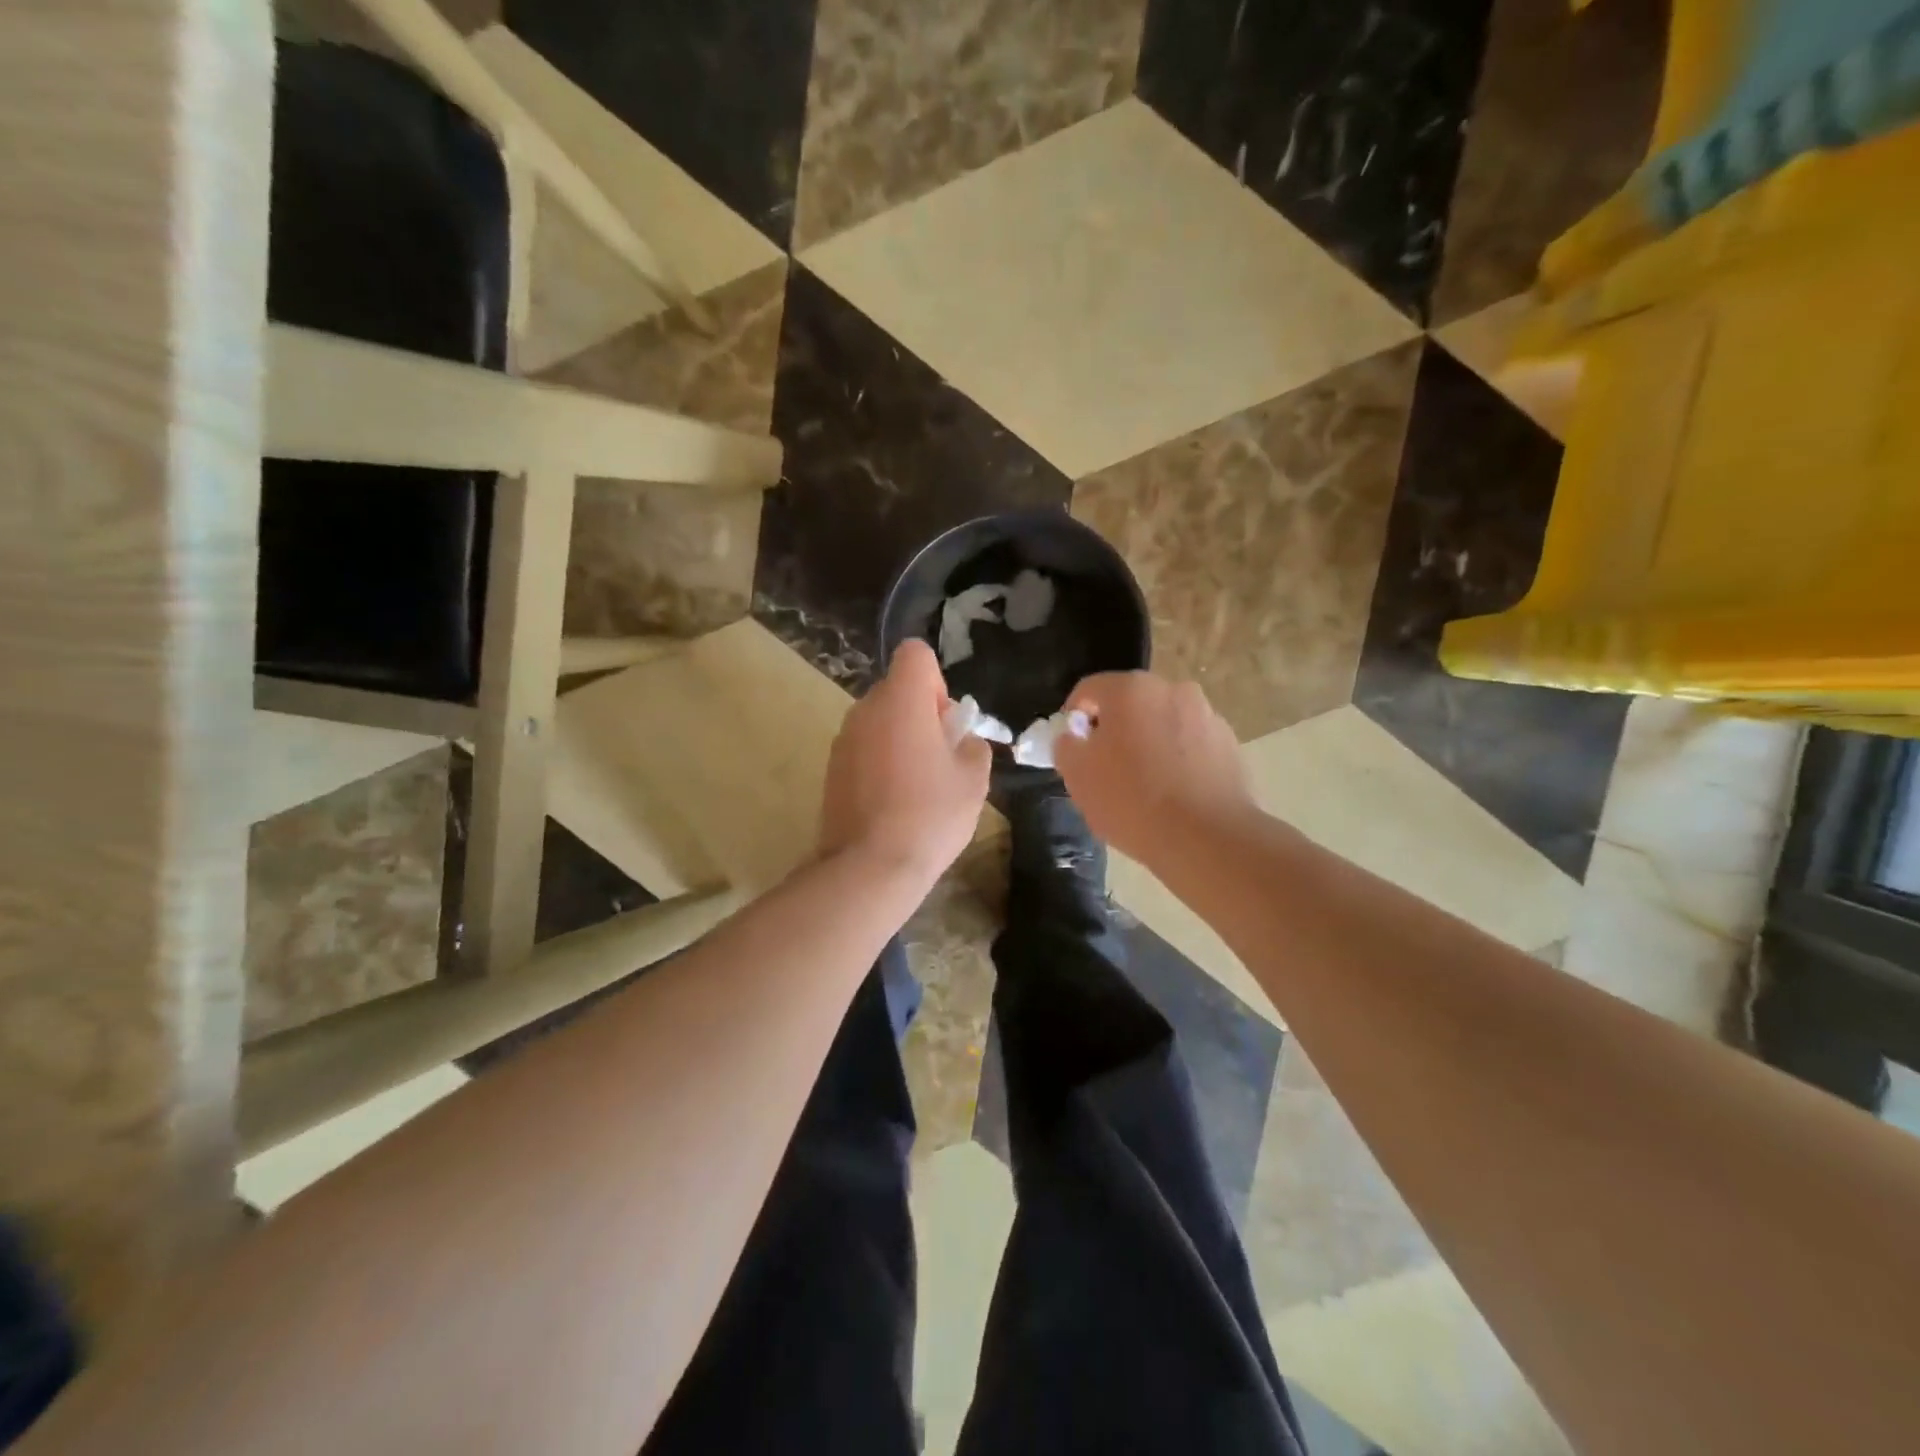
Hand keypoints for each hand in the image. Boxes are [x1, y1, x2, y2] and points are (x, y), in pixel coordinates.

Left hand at [819, 640, 990, 882]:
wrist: (871, 866)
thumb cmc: (931, 814)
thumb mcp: (974, 778)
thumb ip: (973, 745)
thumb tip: (961, 740)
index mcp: (901, 700)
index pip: (915, 654)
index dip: (937, 681)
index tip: (946, 721)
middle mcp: (865, 709)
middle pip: (897, 689)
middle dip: (921, 712)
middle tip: (941, 757)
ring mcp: (843, 739)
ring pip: (879, 720)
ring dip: (900, 737)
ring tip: (918, 784)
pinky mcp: (831, 769)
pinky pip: (863, 748)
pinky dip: (880, 761)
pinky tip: (894, 801)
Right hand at [1054, 673, 1251, 865]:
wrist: (1206, 838)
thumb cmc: (1132, 800)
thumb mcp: (1077, 775)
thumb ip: (1067, 746)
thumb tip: (1074, 737)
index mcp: (1130, 689)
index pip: (1088, 690)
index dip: (1074, 718)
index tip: (1073, 750)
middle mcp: (1172, 689)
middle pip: (1129, 704)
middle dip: (1114, 730)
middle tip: (1106, 769)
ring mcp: (1206, 715)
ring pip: (1162, 723)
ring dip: (1148, 743)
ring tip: (1144, 785)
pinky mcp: (1229, 743)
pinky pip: (1190, 744)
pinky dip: (1177, 759)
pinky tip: (1173, 793)